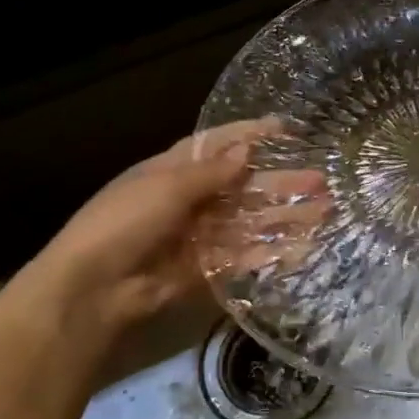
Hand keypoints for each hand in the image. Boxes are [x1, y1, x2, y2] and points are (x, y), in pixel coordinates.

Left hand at [0, 122, 318, 367]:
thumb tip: (247, 151)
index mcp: (173, 170)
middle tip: (322, 180)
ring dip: (286, 216)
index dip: (252, 135)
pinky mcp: (207, 269)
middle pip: (244, 186)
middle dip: (281, 182)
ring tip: (325, 211)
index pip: (218, 145)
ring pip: (251, 222)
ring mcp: (200, 235)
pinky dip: (272, 252)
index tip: (288, 130)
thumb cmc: (124, 222)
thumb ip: (211, 172)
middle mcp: (190, 199)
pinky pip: (245, 256)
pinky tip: (303, 247)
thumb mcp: (165, 187)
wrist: (93, 288)